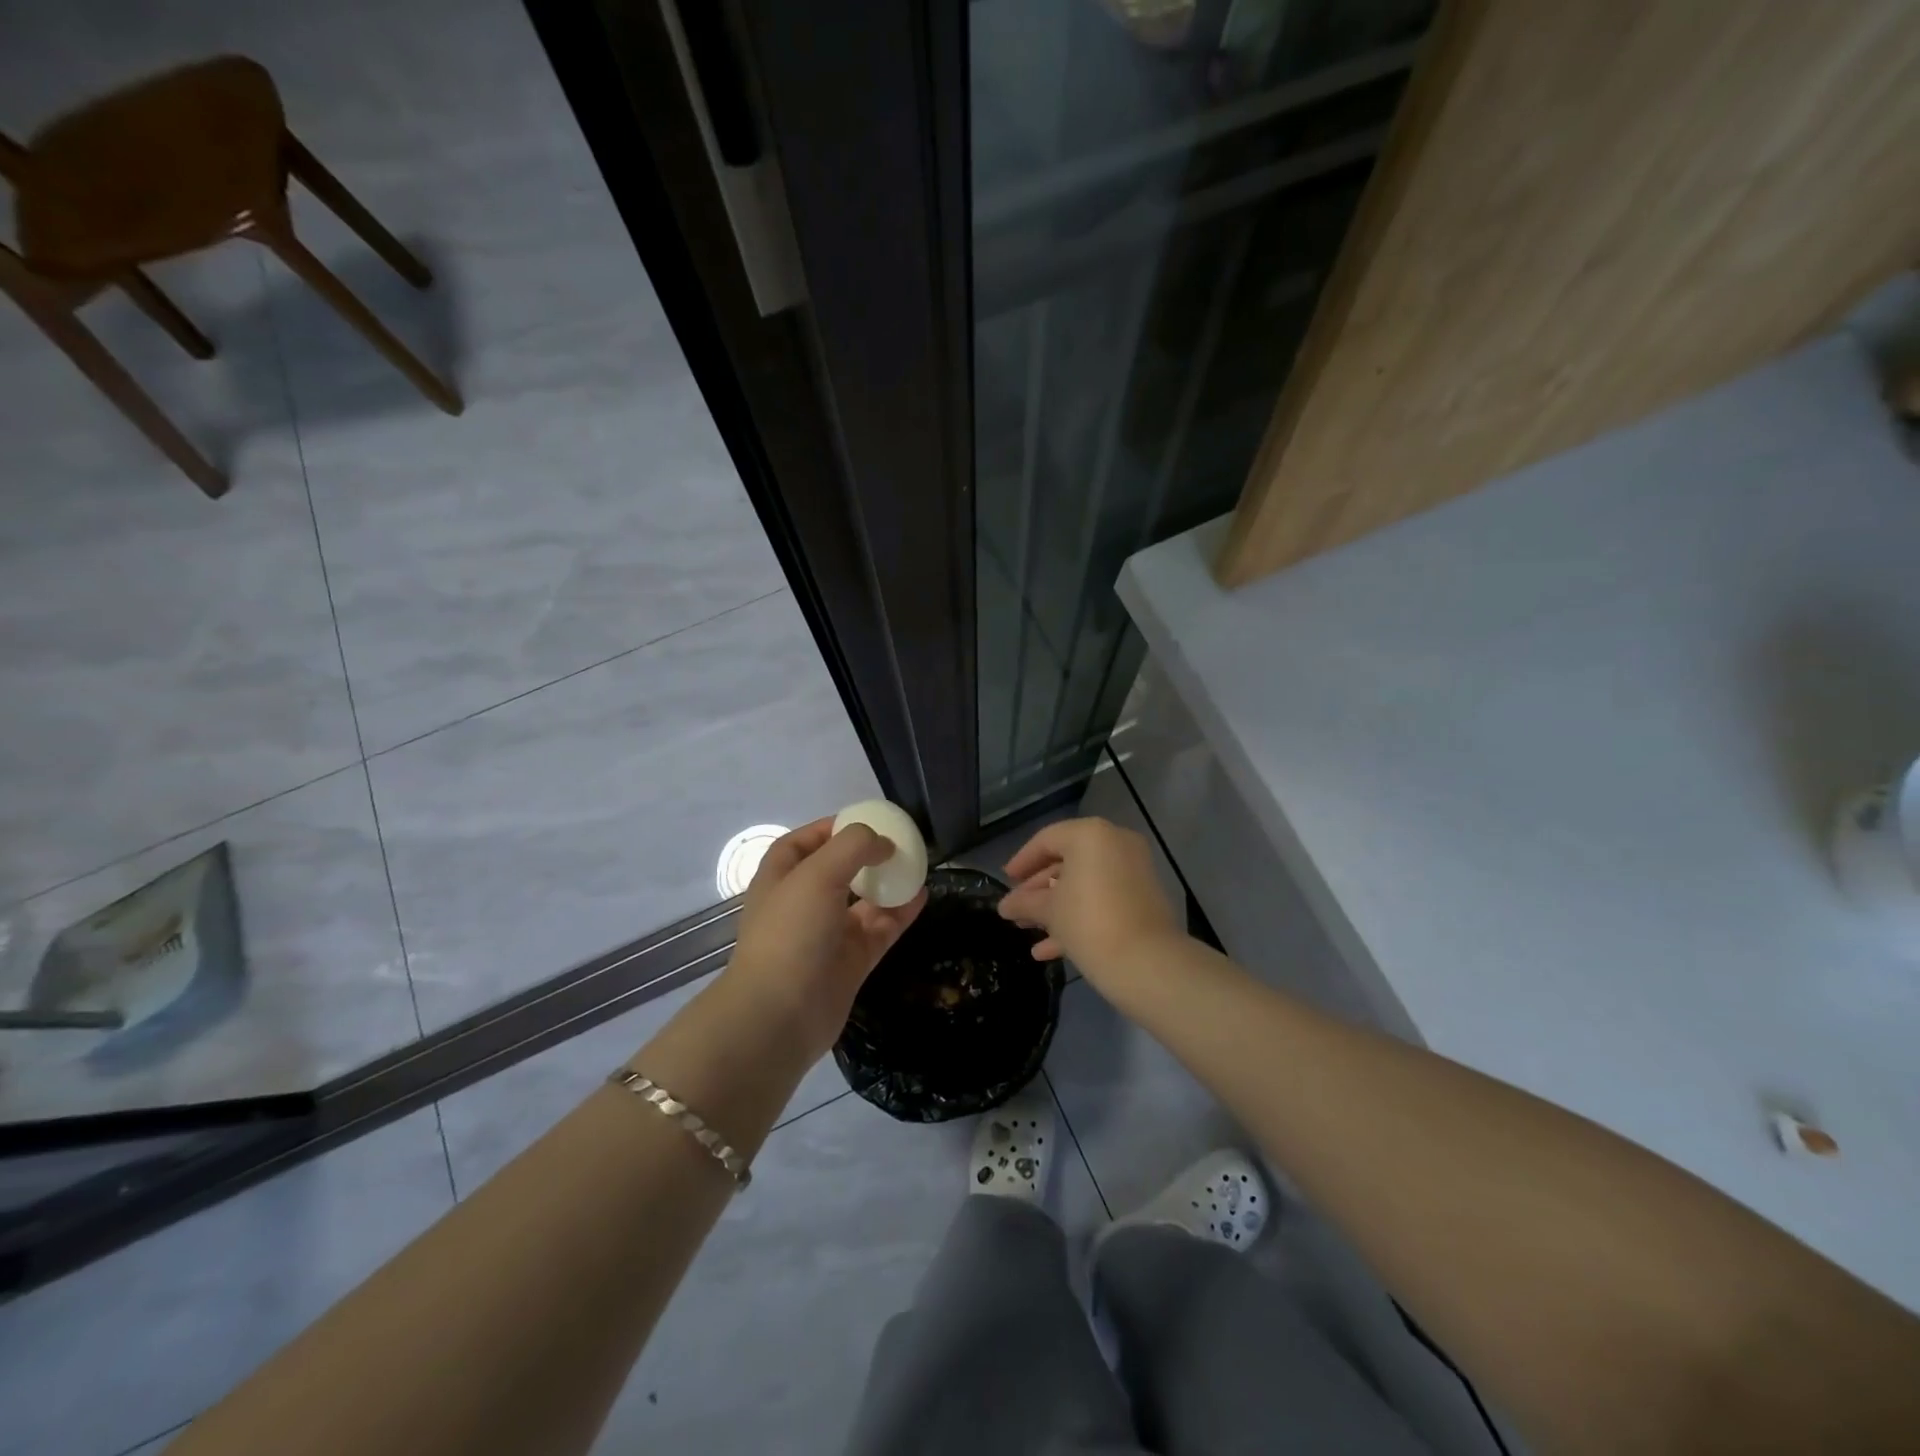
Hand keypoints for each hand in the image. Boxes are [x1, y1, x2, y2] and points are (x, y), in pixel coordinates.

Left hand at [724, 818, 927, 1059]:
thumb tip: (884, 844)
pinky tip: (922, 896)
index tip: (866, 820)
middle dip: (867, 856)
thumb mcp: (817, 874)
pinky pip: (880, 928)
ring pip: (863, 900)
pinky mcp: (851, 960)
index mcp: (781, 878)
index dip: (831, 828)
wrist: (780, 1015)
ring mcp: (828, 934)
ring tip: (918, 865)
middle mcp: (803, 903)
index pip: (803, 842)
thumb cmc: (791, 933)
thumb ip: (853, 846)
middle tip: (900, 843)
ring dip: (888, 883)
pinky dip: (900, 912)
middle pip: (838, 870)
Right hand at [998, 817, 1181, 999]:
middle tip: (1016, 909)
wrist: (1147, 963)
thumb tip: (1004, 906)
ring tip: (1027, 930)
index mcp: (1091, 835)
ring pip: (1085, 883)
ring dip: (1055, 906)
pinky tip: (1049, 950)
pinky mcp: (1143, 898)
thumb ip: (1024, 902)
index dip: (1022, 861)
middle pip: (1067, 862)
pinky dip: (1079, 916)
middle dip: (1038, 890)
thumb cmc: (1088, 923)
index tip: (1006, 881)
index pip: (1046, 840)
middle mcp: (1115, 843)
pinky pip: (1103, 898)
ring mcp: (1133, 870)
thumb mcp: (1049, 911)